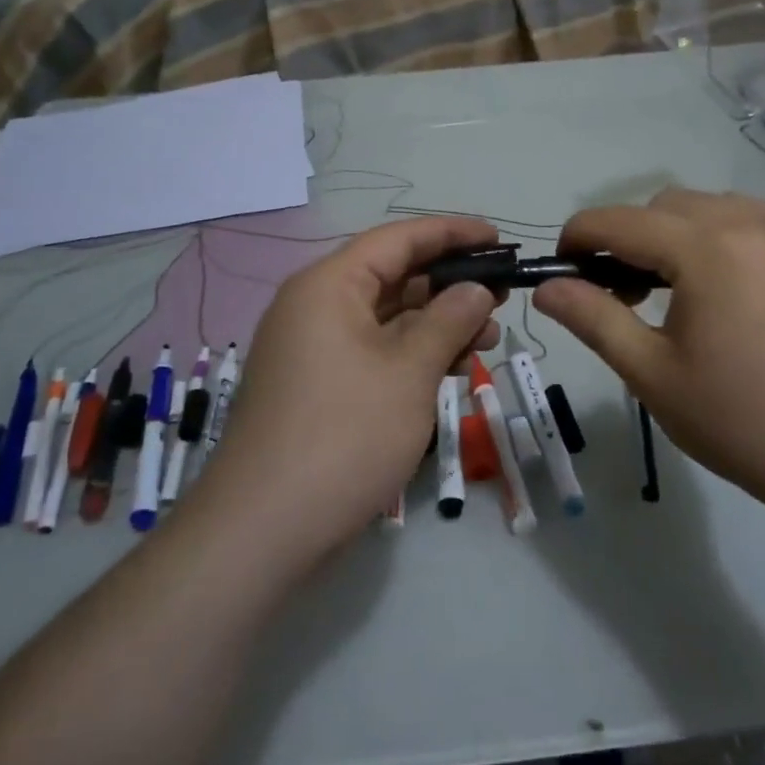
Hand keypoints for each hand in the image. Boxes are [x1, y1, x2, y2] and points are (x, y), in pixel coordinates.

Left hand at [202, 217, 500, 569]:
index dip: (451, 233)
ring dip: (437, 324)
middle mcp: (315, 307)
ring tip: (488, 338)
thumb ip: (448, 320)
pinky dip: (412, 355)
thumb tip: (475, 289)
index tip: (498, 238)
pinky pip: (373, 352)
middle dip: (449, 284)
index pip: (398, 239)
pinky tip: (451, 368)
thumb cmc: (344, 436)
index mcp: (329, 285)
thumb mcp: (409, 372)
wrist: (263, 531)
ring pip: (386, 319)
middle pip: (392, 277)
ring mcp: (313, 349)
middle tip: (501, 296)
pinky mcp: (317, 387)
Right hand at [532, 189, 764, 510]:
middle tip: (621, 295)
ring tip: (675, 291)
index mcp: (704, 248)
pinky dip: (721, 239)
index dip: (579, 236)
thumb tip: (546, 288)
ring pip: (711, 208)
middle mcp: (749, 224)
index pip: (619, 220)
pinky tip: (727, 291)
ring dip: (676, 234)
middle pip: (664, 205)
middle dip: (628, 237)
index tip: (562, 268)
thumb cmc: (742, 420)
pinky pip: (754, 224)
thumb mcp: (653, 374)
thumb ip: (594, 319)